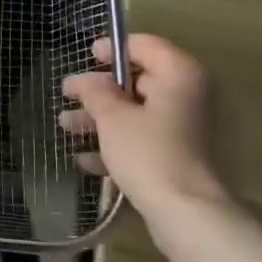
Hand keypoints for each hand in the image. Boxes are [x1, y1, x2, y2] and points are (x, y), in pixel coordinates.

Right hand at [60, 33, 226, 222]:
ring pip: (141, 113)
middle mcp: (193, 96)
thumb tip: (85, 80)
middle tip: (67, 98)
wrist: (190, 215)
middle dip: (99, 92)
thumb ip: (95, 91)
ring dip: (102, 119)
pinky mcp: (188, 158)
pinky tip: (88, 160)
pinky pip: (149, 139)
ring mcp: (193, 129)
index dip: (112, 48)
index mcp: (181, 76)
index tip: (86, 57)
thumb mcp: (112, 117)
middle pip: (140, 82)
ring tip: (67, 129)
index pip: (145, 46)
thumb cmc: (150, 154)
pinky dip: (121, 144)